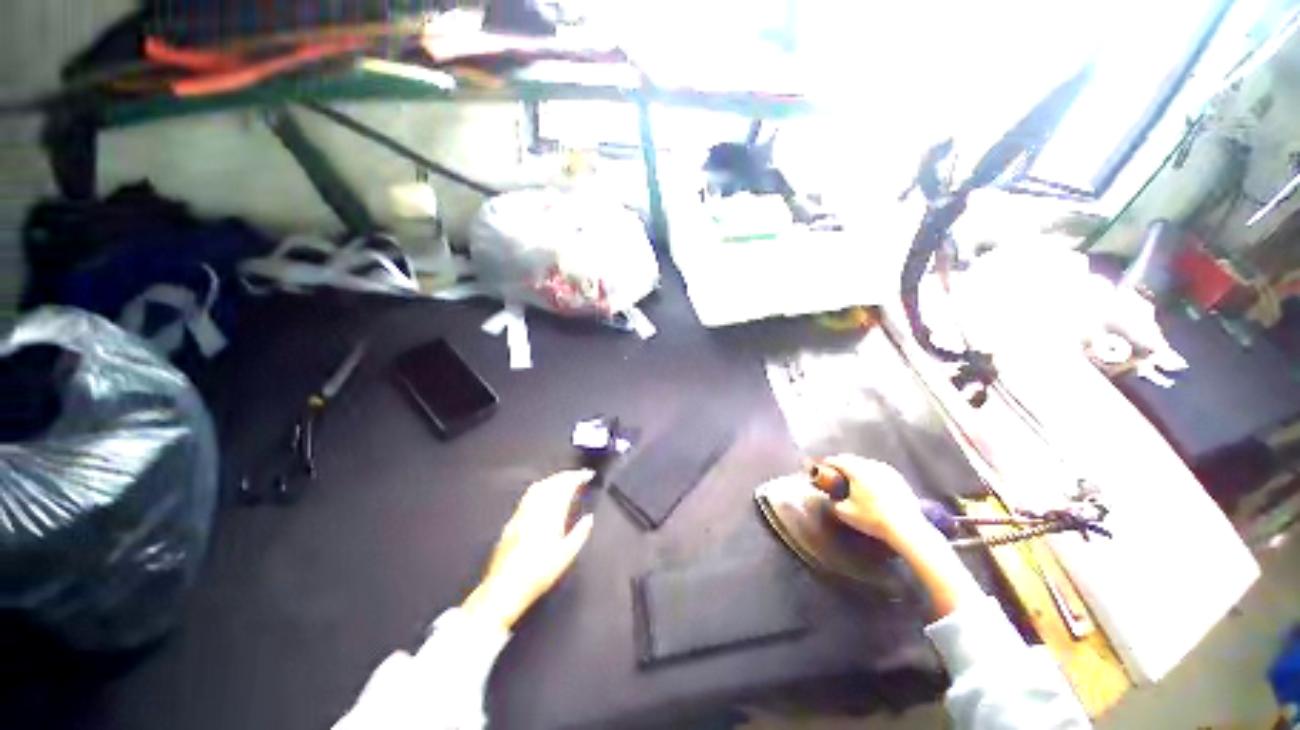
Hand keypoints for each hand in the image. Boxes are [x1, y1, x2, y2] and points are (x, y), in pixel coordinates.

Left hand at [461, 470, 595, 630]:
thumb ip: (580, 534)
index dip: (578, 477)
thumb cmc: (537, 575)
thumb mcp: (565, 556)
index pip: (565, 487)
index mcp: (550, 516)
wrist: (504, 588)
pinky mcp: (512, 521)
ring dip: (553, 479)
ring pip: (538, 486)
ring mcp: (521, 514)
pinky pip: (528, 496)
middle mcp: (534, 510)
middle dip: (566, 475)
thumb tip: (589, 519)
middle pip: (552, 482)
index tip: (587, 474)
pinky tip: (542, 494)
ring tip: (563, 480)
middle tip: (578, 475)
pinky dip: (540, 488)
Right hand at [823, 455, 924, 545]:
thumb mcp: (845, 513)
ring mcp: (887, 470)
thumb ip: (834, 503)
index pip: (837, 460)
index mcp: (856, 470)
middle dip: (843, 463)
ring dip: (858, 467)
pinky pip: (879, 470)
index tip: (823, 466)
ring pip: (866, 463)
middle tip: (837, 471)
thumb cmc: (872, 519)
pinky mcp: (899, 478)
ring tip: (854, 476)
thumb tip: (831, 500)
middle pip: (852, 459)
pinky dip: (871, 473)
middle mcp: (871, 465)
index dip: (828, 463)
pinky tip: (872, 483)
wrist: (906, 527)